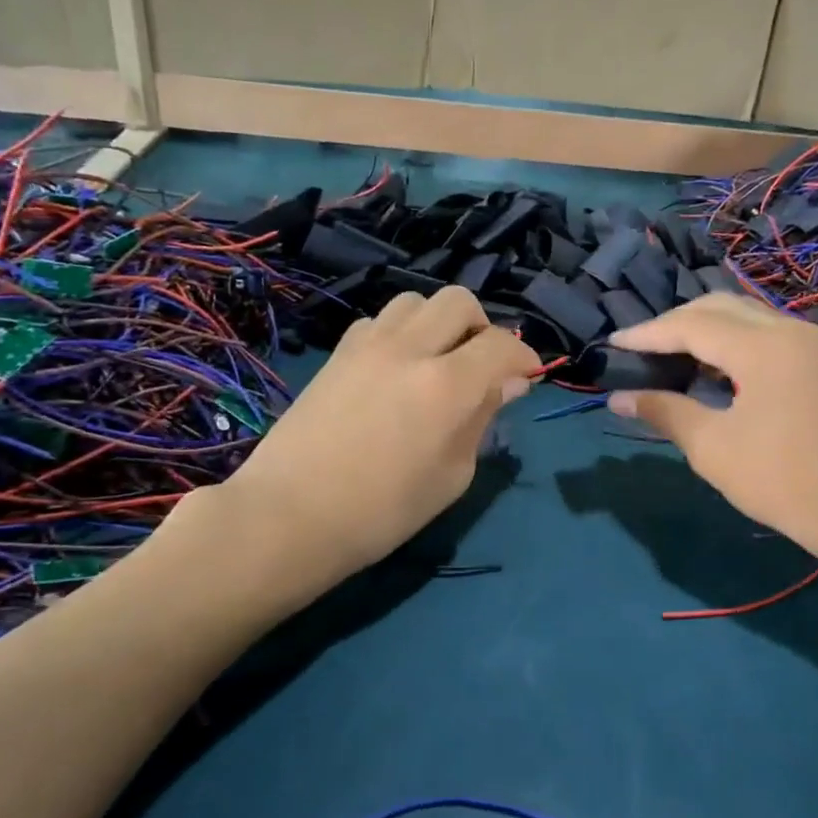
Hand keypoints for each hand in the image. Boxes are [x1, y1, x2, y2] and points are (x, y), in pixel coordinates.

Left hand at [219, 286, 538, 575]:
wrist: (290, 515)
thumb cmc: (382, 512)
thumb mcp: (452, 477)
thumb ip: (481, 421)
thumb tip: (506, 384)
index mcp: (447, 385)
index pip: (501, 345)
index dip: (524, 357)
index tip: (527, 377)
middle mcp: (410, 350)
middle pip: (459, 302)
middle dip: (482, 327)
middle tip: (481, 365)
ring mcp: (368, 346)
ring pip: (415, 301)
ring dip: (438, 323)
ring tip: (437, 360)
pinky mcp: (337, 354)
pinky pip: (379, 321)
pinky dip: (400, 333)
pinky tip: (395, 368)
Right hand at [607, 294, 817, 575]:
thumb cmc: (784, 482)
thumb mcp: (713, 448)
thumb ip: (665, 412)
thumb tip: (618, 399)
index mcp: (764, 347)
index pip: (692, 325)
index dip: (648, 333)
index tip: (614, 343)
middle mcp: (791, 329)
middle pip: (720, 306)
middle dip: (675, 323)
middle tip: (640, 348)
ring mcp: (813, 341)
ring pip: (746, 315)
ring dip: (705, 328)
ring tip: (669, 355)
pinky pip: (767, 332)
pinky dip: (733, 340)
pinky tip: (713, 367)